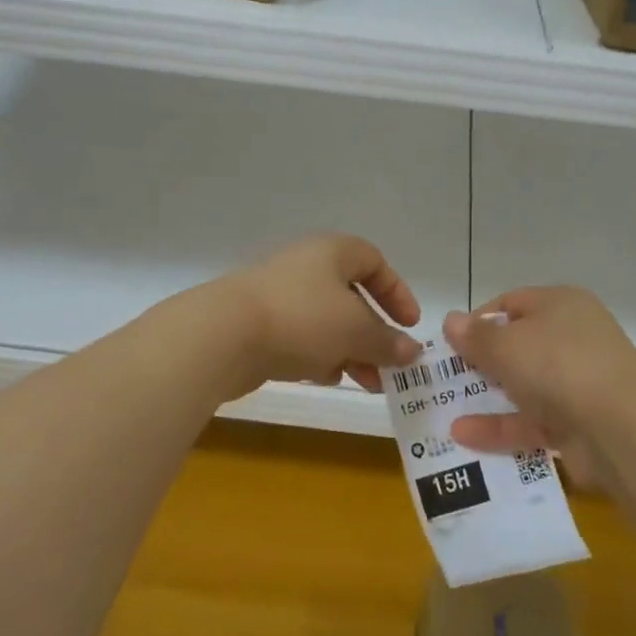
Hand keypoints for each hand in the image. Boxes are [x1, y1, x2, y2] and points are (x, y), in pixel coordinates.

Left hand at [212, 234, 422, 397]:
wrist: (223, 335)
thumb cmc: (301, 319)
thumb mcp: (356, 330)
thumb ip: (387, 341)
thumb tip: (412, 351)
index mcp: (332, 252)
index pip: (374, 261)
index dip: (396, 292)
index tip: (410, 325)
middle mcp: (307, 266)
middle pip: (352, 296)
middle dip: (375, 333)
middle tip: (390, 365)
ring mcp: (280, 294)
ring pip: (327, 321)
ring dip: (351, 350)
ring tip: (367, 383)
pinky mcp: (261, 323)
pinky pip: (302, 337)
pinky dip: (319, 356)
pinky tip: (326, 378)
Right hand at [441, 287, 635, 483]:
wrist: (622, 429)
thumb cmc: (559, 365)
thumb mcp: (506, 344)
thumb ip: (475, 336)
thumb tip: (452, 320)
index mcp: (560, 305)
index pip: (512, 303)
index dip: (479, 320)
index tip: (452, 343)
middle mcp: (572, 338)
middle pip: (519, 345)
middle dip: (482, 361)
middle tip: (445, 377)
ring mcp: (578, 383)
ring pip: (525, 386)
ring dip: (487, 397)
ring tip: (445, 409)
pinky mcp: (578, 425)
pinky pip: (532, 422)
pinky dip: (501, 427)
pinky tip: (463, 436)